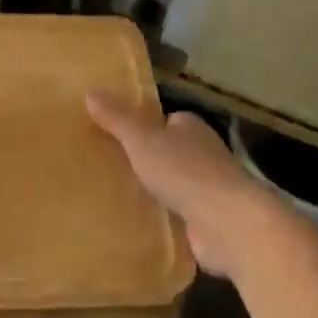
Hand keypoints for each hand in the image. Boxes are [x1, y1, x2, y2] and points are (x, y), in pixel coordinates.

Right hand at [86, 94, 274, 276]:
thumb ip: (117, 118)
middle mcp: (204, 154)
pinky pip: (178, 215)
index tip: (115, 137)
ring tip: (116, 198)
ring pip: (174, 185)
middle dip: (147, 161)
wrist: (228, 223)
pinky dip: (163, 219)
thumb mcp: (142, 139)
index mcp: (190, 127)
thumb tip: (90, 91)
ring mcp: (209, 189)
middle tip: (109, 168)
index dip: (142, 128)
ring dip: (154, 192)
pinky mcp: (209, 221)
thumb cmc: (185, 171)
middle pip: (169, 153)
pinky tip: (139, 226)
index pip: (164, 121)